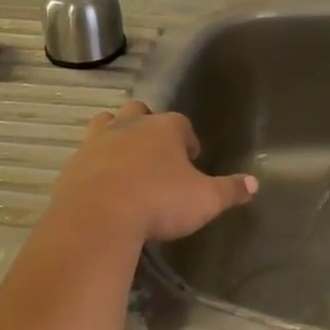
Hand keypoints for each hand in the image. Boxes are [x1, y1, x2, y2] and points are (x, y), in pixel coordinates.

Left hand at [50, 101, 257, 243]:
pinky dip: (95, 163)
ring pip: (107, 124)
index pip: (181, 123)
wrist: (98, 216)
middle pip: (139, 112)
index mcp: (164, 128)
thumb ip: (230, 190)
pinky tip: (102, 184)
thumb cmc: (159, 202)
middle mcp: (130, 125)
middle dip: (148, 127)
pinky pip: (86, 154)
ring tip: (126, 161)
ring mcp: (98, 141)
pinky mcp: (74, 162)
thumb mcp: (205, 200)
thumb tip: (255, 184)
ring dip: (117, 136)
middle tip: (156, 155)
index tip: (191, 158)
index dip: (187, 140)